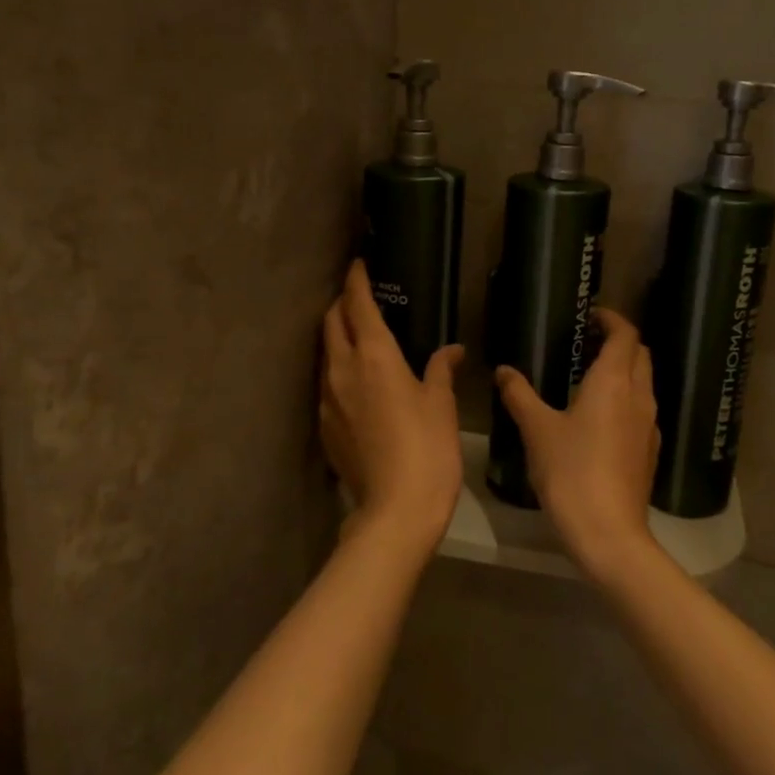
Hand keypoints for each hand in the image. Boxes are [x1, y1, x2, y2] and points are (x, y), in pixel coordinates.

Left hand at [320, 260, 463, 556]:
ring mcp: (328, 399)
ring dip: (337, 337)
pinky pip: (326, 384)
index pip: (358, 304)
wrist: (395, 509)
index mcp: (375, 356)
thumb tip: (451, 351)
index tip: (358, 264)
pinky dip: (337, 369)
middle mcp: (343, 369)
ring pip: (325, 353)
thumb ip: (440, 369)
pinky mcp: (324, 425)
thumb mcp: (441, 405)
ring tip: (357, 336)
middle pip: (332, 323)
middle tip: (358, 298)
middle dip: (341, 304)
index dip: (356, 280)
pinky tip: (355, 382)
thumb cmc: (427, 449)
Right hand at [493, 308, 661, 575]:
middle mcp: (639, 396)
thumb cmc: (570, 471)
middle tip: (588, 342)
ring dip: (624, 370)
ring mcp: (648, 425)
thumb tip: (503, 370)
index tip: (592, 315)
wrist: (608, 532)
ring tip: (590, 376)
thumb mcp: (537, 430)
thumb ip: (520, 395)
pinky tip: (600, 418)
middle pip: (640, 355)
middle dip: (620, 341)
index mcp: (613, 382)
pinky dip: (626, 399)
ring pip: (644, 383)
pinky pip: (642, 410)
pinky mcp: (649, 451)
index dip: (612, 319)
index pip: (626, 334)